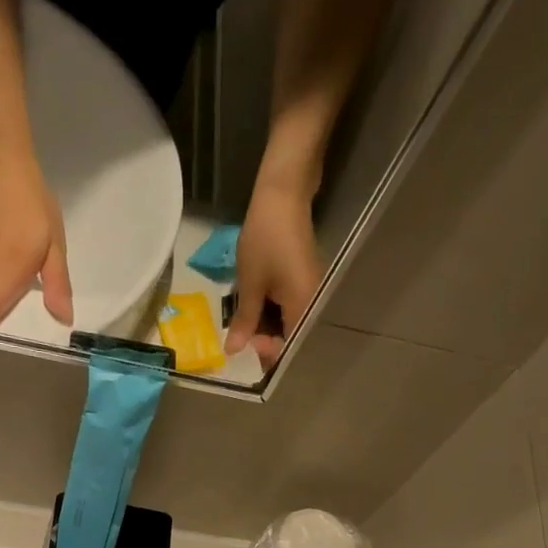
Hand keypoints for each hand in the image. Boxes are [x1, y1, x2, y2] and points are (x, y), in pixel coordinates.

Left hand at [226, 181, 322, 369]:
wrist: (283, 194)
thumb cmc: (266, 239)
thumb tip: (234, 351)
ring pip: (288, 324)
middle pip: (290, 339)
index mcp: (304, 309)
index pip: (289, 349)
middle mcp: (313, 305)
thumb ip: (244, 321)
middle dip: (264, 342)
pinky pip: (289, 309)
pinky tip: (254, 306)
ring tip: (243, 321)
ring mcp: (310, 294)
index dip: (267, 353)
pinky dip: (271, 312)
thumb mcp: (250, 284)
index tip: (245, 342)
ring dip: (265, 327)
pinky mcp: (304, 283)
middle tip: (240, 333)